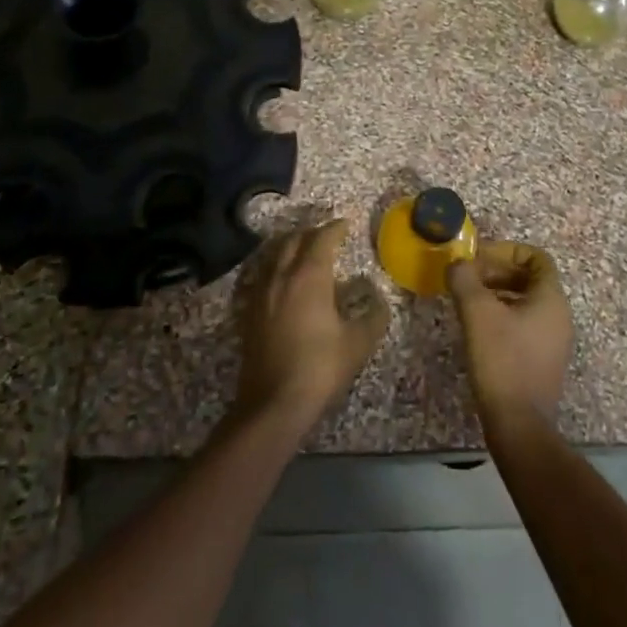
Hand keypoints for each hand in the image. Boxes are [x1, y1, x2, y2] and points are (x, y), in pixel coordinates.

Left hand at [233, 219, 390, 432]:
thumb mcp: (358, 343)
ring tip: (305, 251)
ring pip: (274, 256)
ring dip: (291, 247)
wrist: (273, 403)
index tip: (347, 224)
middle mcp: (281, 276)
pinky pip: (262, 276)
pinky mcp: (248, 312)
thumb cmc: (320, 367)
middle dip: (311, 232)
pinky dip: (276, 268)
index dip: (336, 228)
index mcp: (309, 277)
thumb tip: (378, 301)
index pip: (322, 239)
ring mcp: (260, 293)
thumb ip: (373, 316)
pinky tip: (283, 281)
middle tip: (327, 235)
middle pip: (293, 240)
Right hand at [447, 241, 573, 438]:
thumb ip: (465, 279)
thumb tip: (457, 263)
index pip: (536, 257)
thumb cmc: (502, 360)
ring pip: (525, 302)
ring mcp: (553, 339)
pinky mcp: (543, 360)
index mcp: (551, 298)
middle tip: (467, 279)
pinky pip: (524, 324)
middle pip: (529, 278)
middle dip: (497, 272)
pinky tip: (478, 329)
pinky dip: (502, 316)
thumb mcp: (477, 313)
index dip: (506, 251)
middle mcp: (559, 314)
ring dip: (497, 294)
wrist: (519, 423)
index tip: (477, 259)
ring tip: (467, 301)